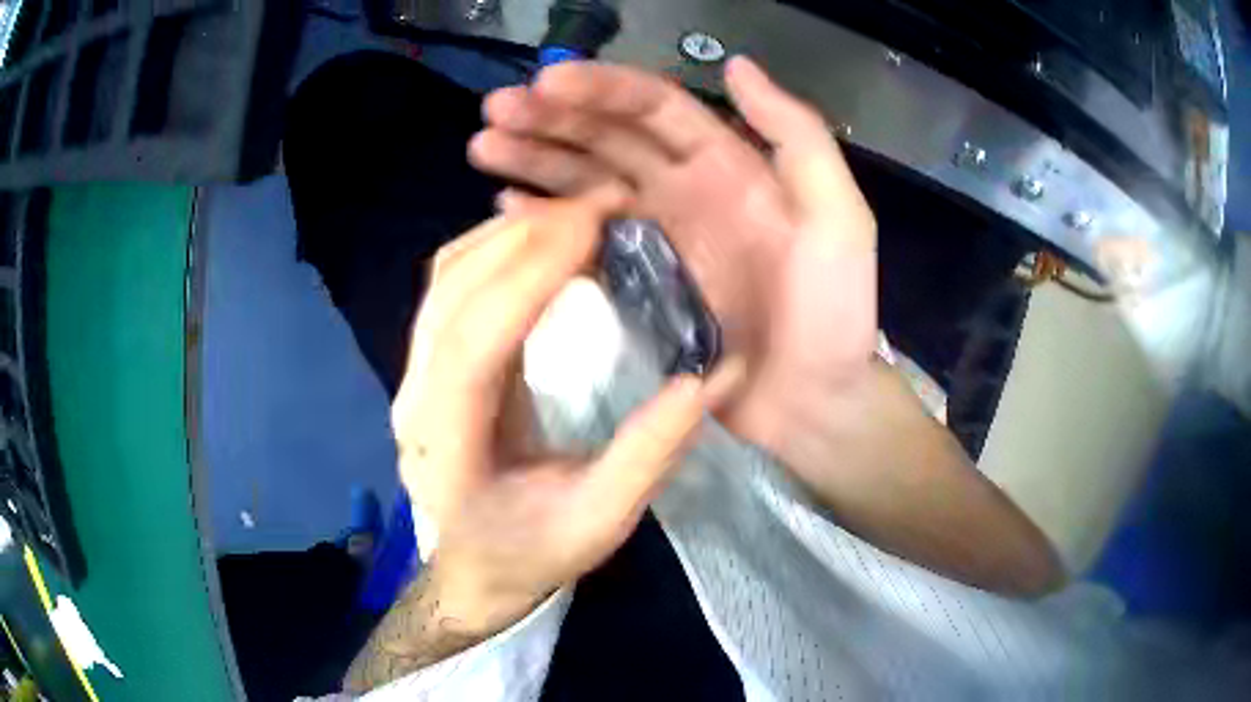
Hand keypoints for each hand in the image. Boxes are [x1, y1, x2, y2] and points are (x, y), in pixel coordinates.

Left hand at [390, 194, 735, 634]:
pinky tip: (540, 238)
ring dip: (510, 234)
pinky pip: (451, 285)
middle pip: (453, 291)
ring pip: (445, 278)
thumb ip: (648, 455)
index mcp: (448, 444)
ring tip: (578, 214)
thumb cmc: (529, 553)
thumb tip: (706, 378)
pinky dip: (496, 248)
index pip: (477, 341)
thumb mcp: (598, 522)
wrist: (473, 567)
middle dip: (527, 235)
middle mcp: (415, 395)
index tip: (593, 223)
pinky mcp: (428, 361)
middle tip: (602, 205)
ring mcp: (412, 373)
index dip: (531, 274)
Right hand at [470, 56, 877, 460]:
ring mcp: (655, 236)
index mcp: (728, 165)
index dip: (600, 90)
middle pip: (606, 138)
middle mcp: (684, 188)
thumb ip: (797, 136)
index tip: (544, 84)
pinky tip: (507, 206)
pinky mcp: (636, 283)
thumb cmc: (834, 313)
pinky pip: (582, 238)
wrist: (815, 402)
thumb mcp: (838, 217)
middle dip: (550, 119)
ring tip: (481, 147)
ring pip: (584, 181)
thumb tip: (737, 65)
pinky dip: (544, 219)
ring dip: (534, 159)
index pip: (654, 109)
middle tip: (492, 111)